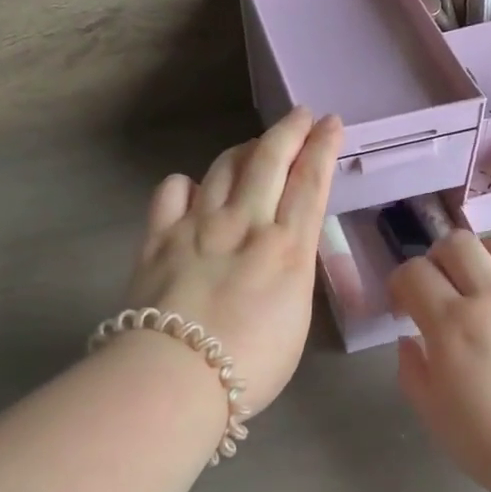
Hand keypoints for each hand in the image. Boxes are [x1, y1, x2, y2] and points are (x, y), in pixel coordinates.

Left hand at [123, 108, 343, 415]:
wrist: (176, 376)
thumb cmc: (250, 365)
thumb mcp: (295, 320)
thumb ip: (291, 273)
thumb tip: (281, 252)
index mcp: (287, 247)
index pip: (310, 182)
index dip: (323, 147)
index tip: (332, 123)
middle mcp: (245, 223)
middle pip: (270, 159)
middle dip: (290, 130)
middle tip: (301, 115)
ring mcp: (198, 225)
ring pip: (223, 167)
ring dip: (244, 149)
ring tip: (254, 146)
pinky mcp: (159, 236)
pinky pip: (171, 191)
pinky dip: (186, 184)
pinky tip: (191, 189)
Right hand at [390, 231, 490, 491]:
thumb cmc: (490, 444)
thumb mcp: (432, 413)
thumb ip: (412, 368)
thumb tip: (409, 339)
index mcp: (451, 324)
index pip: (413, 272)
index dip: (401, 284)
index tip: (405, 309)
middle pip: (457, 243)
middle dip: (439, 260)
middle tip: (442, 289)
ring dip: (485, 258)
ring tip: (485, 285)